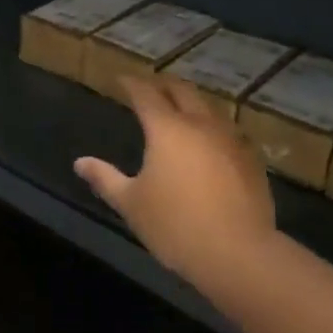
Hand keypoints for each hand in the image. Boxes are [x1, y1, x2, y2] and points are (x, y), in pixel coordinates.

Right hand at [74, 77, 277, 287]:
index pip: (146, 94)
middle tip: (151, 87)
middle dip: (164, 85)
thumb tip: (80, 163)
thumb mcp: (131, 204)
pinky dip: (213, 127)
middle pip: (182, 91)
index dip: (132, 84)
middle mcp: (200, 124)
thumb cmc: (175, 225)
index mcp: (167, 129)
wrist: (238, 253)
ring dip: (192, 103)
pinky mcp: (252, 160)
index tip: (122, 80)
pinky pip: (229, 131)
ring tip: (181, 110)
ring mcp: (231, 140)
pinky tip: (211, 141)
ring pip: (210, 108)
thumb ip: (105, 179)